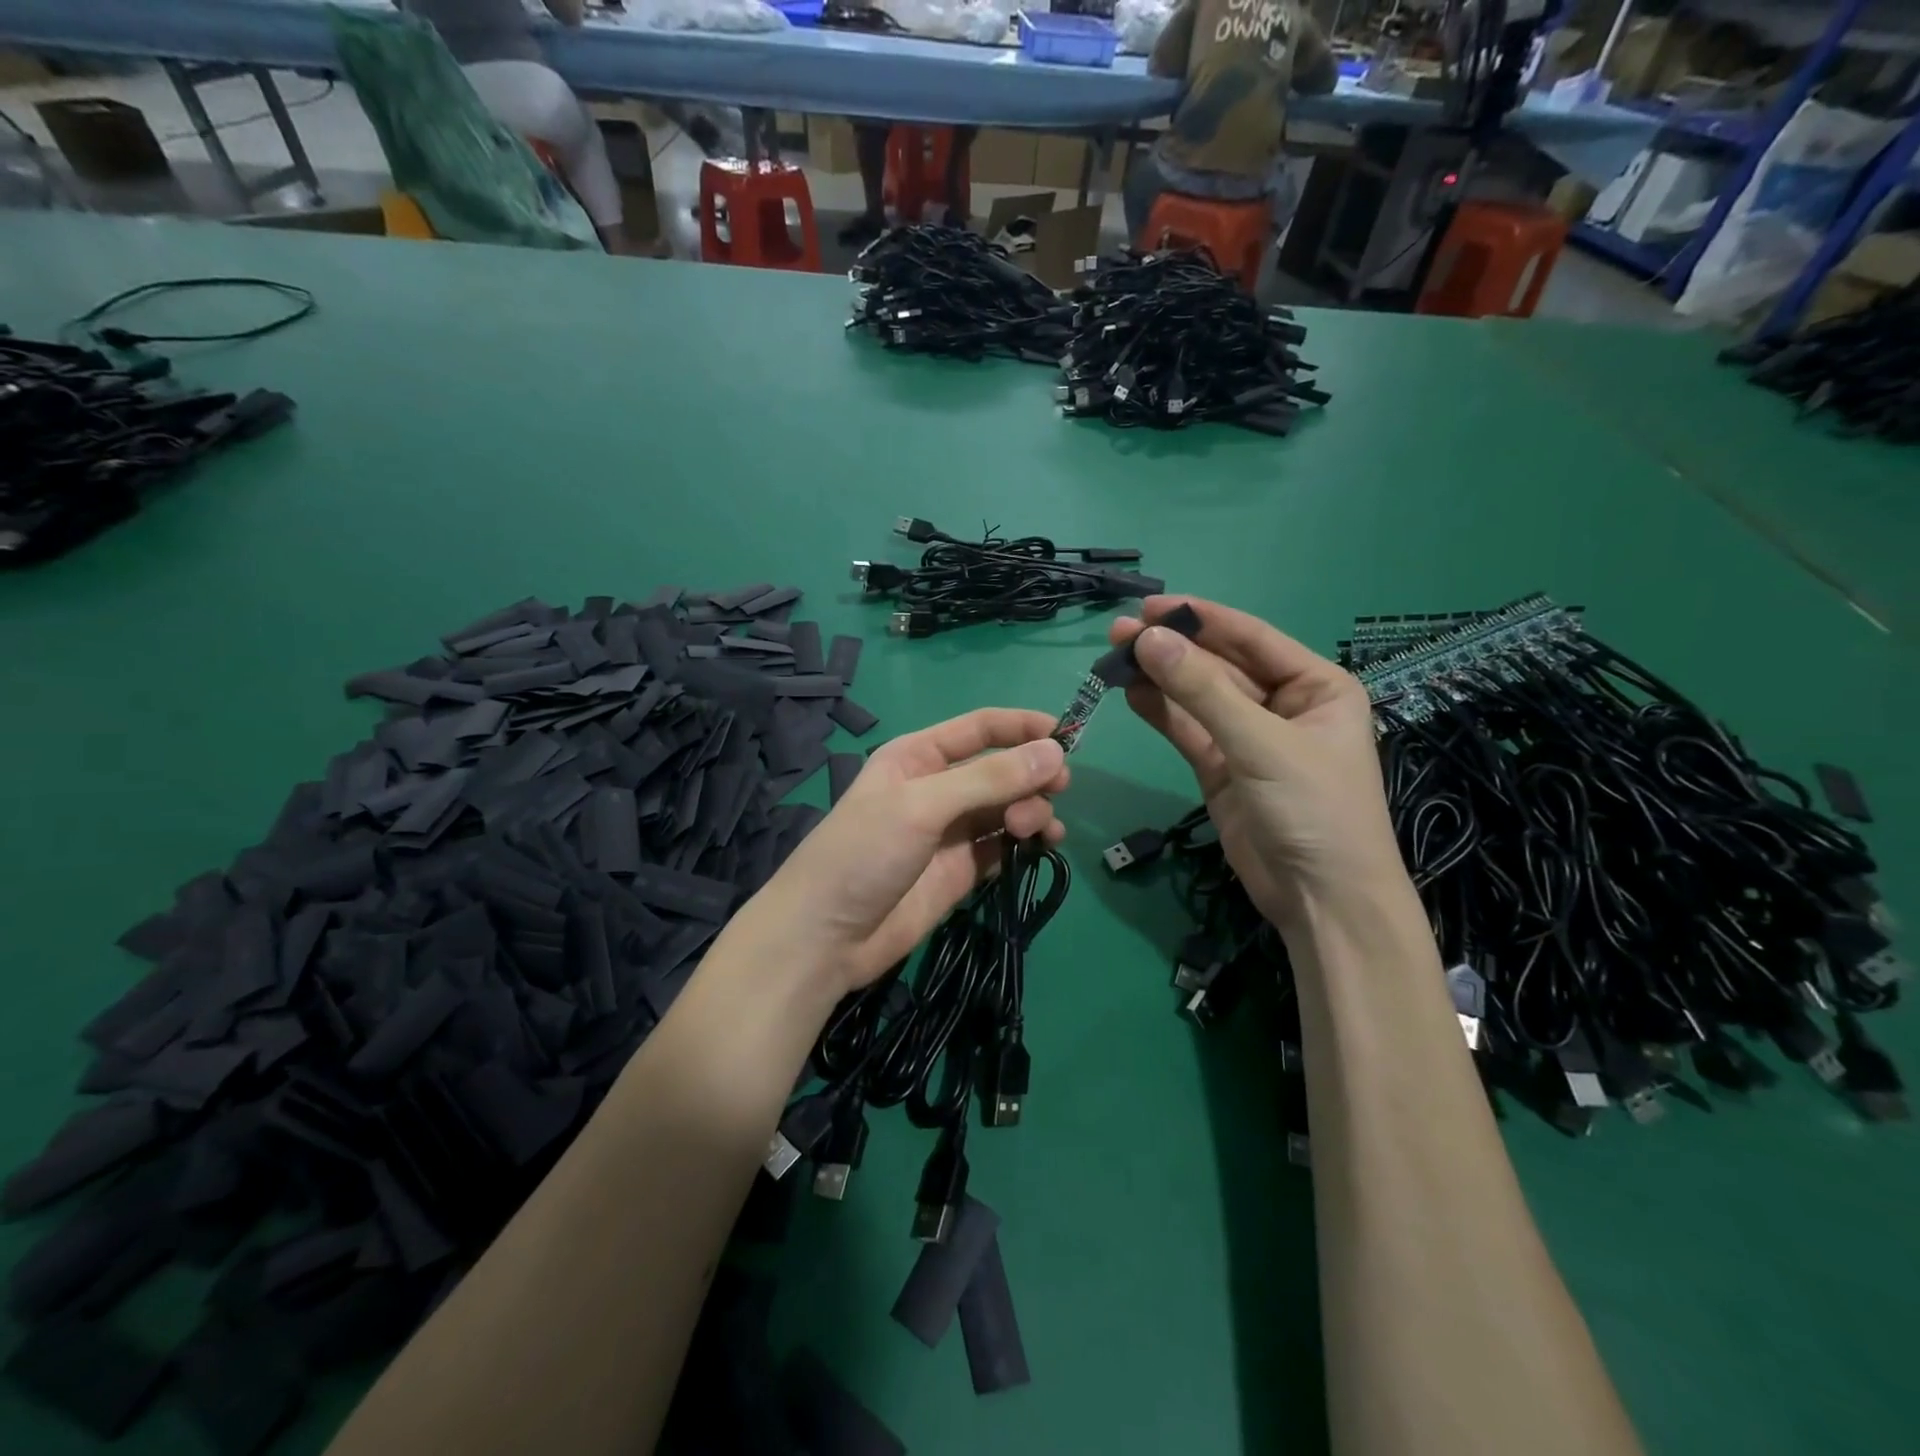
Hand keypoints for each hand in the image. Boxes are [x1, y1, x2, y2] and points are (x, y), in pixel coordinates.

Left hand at [747, 708, 1067, 996]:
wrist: (825, 937)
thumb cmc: (863, 853)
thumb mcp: (922, 806)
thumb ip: (989, 779)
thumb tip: (1054, 752)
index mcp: (919, 756)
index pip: (980, 729)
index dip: (1023, 727)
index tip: (1067, 737)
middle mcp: (938, 787)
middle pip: (1001, 769)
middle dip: (1031, 774)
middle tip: (1057, 789)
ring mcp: (952, 832)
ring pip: (1008, 808)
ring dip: (1032, 810)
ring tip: (1035, 829)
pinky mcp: (962, 870)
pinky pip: (1005, 846)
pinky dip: (1028, 842)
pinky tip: (1043, 846)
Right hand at [1110, 596, 1401, 927]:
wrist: (1322, 900)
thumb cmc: (1315, 810)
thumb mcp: (1262, 744)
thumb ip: (1203, 691)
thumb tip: (1149, 640)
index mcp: (1316, 686)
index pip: (1252, 638)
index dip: (1201, 618)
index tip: (1150, 606)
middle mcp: (1284, 705)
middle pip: (1220, 665)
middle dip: (1173, 649)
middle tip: (1119, 632)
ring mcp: (1249, 739)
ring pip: (1197, 698)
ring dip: (1160, 678)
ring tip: (1115, 657)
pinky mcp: (1221, 770)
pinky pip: (1188, 731)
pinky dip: (1160, 713)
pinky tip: (1131, 692)